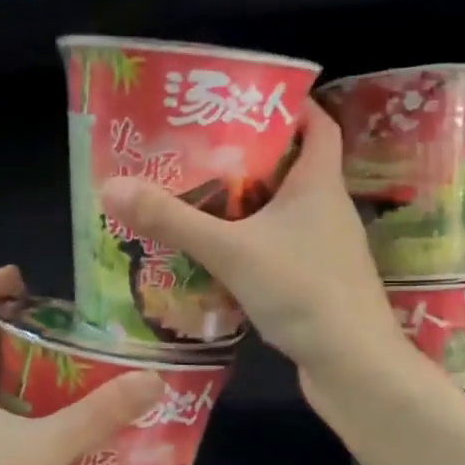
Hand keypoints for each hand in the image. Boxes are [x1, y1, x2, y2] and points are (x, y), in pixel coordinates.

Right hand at [100, 102, 404, 389]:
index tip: (245, 97)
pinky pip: (281, 247)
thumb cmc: (303, 292)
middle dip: (250, 155)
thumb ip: (173, 220)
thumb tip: (111, 186)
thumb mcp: (230, 250)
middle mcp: (328, 209)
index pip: (317, 124)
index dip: (290, 104)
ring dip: (247, 203)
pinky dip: (252, 242)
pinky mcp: (317, 281)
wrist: (353, 367)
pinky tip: (217, 254)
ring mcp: (326, 248)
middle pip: (293, 165)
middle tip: (200, 148)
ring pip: (284, 210)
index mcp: (320, 184)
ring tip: (198, 196)